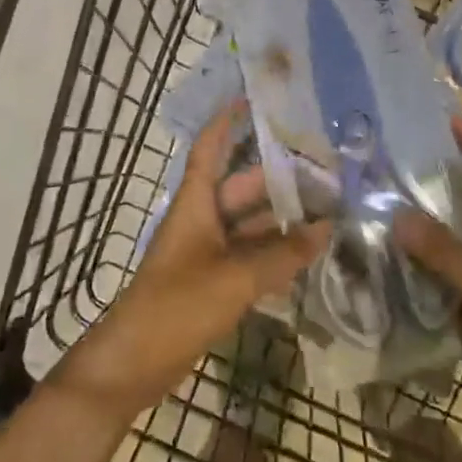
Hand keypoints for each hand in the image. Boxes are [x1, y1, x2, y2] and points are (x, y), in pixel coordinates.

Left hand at [56, 103, 329, 421]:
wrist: (134, 362)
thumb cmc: (177, 306)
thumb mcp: (235, 277)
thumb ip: (282, 254)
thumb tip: (326, 228)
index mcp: (196, 205)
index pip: (210, 150)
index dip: (227, 122)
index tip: (252, 98)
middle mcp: (202, 221)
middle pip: (241, 188)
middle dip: (278, 178)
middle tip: (324, 170)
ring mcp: (206, 253)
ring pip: (250, 225)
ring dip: (282, 219)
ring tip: (327, 209)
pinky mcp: (212, 282)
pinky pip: (249, 256)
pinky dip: (275, 252)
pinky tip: (307, 254)